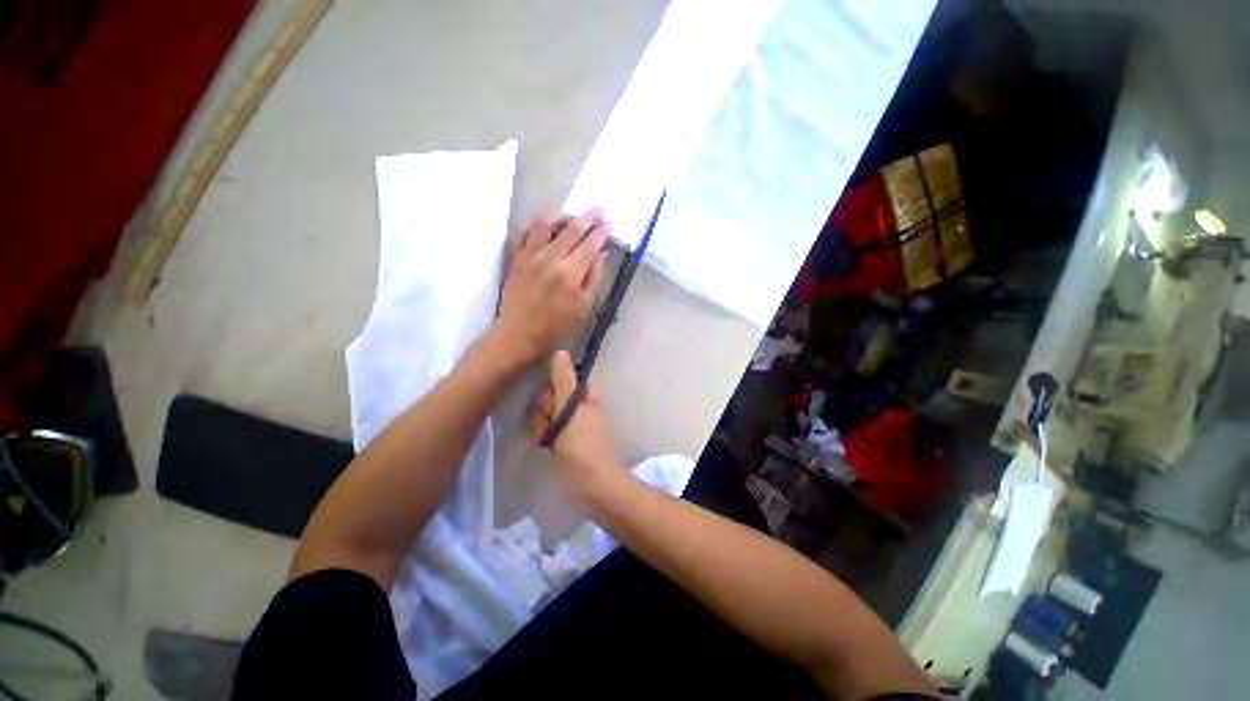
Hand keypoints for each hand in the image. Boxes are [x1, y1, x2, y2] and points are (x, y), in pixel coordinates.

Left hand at [495, 209, 608, 364]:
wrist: (520, 334)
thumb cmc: (557, 326)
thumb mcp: (584, 307)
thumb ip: (594, 278)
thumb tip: (601, 254)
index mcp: (571, 273)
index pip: (590, 245)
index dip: (601, 233)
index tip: (608, 224)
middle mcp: (551, 258)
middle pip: (572, 229)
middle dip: (588, 217)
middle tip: (598, 210)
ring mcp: (530, 255)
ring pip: (545, 223)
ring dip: (561, 215)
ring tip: (570, 216)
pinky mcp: (516, 257)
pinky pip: (523, 231)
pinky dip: (535, 223)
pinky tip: (544, 225)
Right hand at [532, 351, 623, 500]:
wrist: (593, 487)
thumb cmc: (583, 446)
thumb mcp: (571, 411)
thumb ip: (564, 382)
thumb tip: (562, 352)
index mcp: (589, 397)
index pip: (574, 376)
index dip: (560, 379)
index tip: (550, 391)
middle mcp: (583, 408)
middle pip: (558, 394)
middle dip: (547, 406)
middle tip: (548, 421)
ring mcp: (575, 426)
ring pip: (551, 413)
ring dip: (543, 423)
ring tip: (545, 439)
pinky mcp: (567, 441)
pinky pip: (551, 430)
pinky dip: (545, 435)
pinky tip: (543, 445)